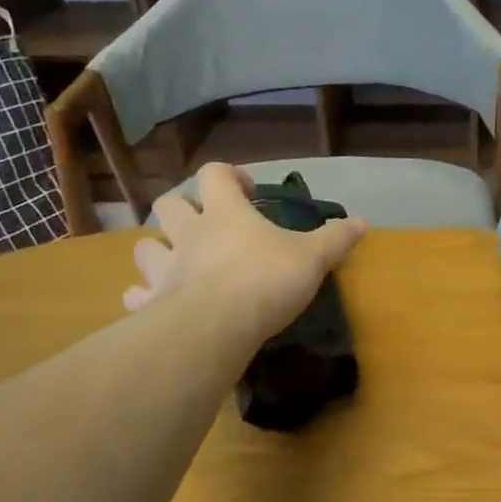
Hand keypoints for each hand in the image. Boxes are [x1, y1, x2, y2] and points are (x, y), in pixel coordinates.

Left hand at [123, 163, 366, 345]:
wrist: (215, 327)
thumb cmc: (266, 280)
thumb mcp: (312, 257)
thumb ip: (335, 238)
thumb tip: (362, 222)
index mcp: (225, 212)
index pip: (215, 173)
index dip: (230, 176)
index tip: (248, 191)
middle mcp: (189, 233)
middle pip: (169, 205)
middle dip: (184, 209)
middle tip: (208, 225)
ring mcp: (165, 268)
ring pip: (146, 247)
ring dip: (158, 250)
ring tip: (178, 263)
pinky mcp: (152, 303)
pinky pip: (137, 295)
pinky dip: (143, 298)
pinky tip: (155, 305)